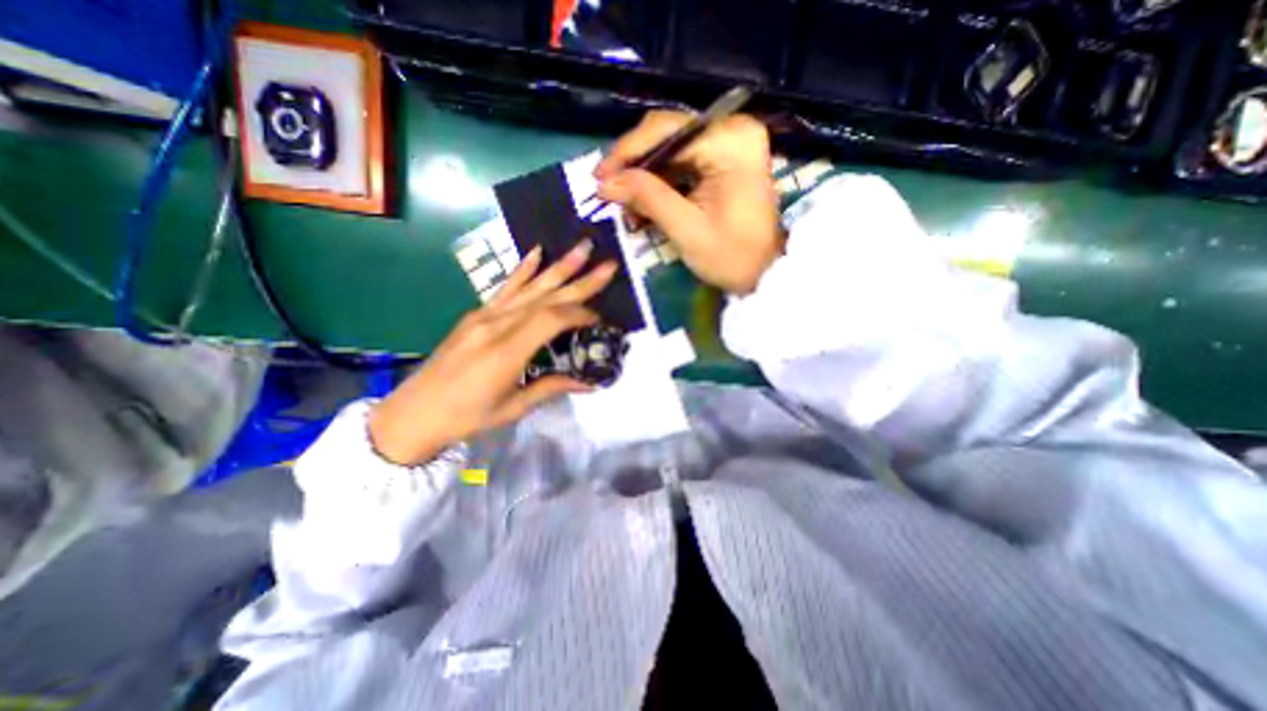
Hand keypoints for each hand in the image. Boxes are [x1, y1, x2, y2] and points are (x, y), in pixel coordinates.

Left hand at [368, 245, 618, 467]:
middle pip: (546, 296)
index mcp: (507, 352)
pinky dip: (523, 270)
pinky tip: (537, 252)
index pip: (552, 319)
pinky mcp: (476, 314)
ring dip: (559, 266)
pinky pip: (505, 288)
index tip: (600, 319)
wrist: (415, 412)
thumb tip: (589, 381)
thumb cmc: (467, 416)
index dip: (580, 314)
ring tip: (583, 248)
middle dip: (581, 280)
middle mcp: (496, 326)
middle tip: (608, 264)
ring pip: (529, 287)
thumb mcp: (514, 407)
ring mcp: (484, 316)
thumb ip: (552, 387)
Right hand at [594, 111, 783, 293]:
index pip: (666, 130)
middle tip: (607, 190)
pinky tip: (645, 203)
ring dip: (645, 176)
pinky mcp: (726, 160)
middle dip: (635, 165)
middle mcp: (732, 130)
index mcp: (729, 140)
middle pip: (668, 135)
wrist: (764, 274)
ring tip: (624, 203)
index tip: (598, 177)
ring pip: (672, 149)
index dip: (627, 153)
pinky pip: (684, 162)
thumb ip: (647, 198)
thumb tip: (604, 183)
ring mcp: (731, 144)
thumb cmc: (731, 257)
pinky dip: (662, 182)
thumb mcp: (686, 229)